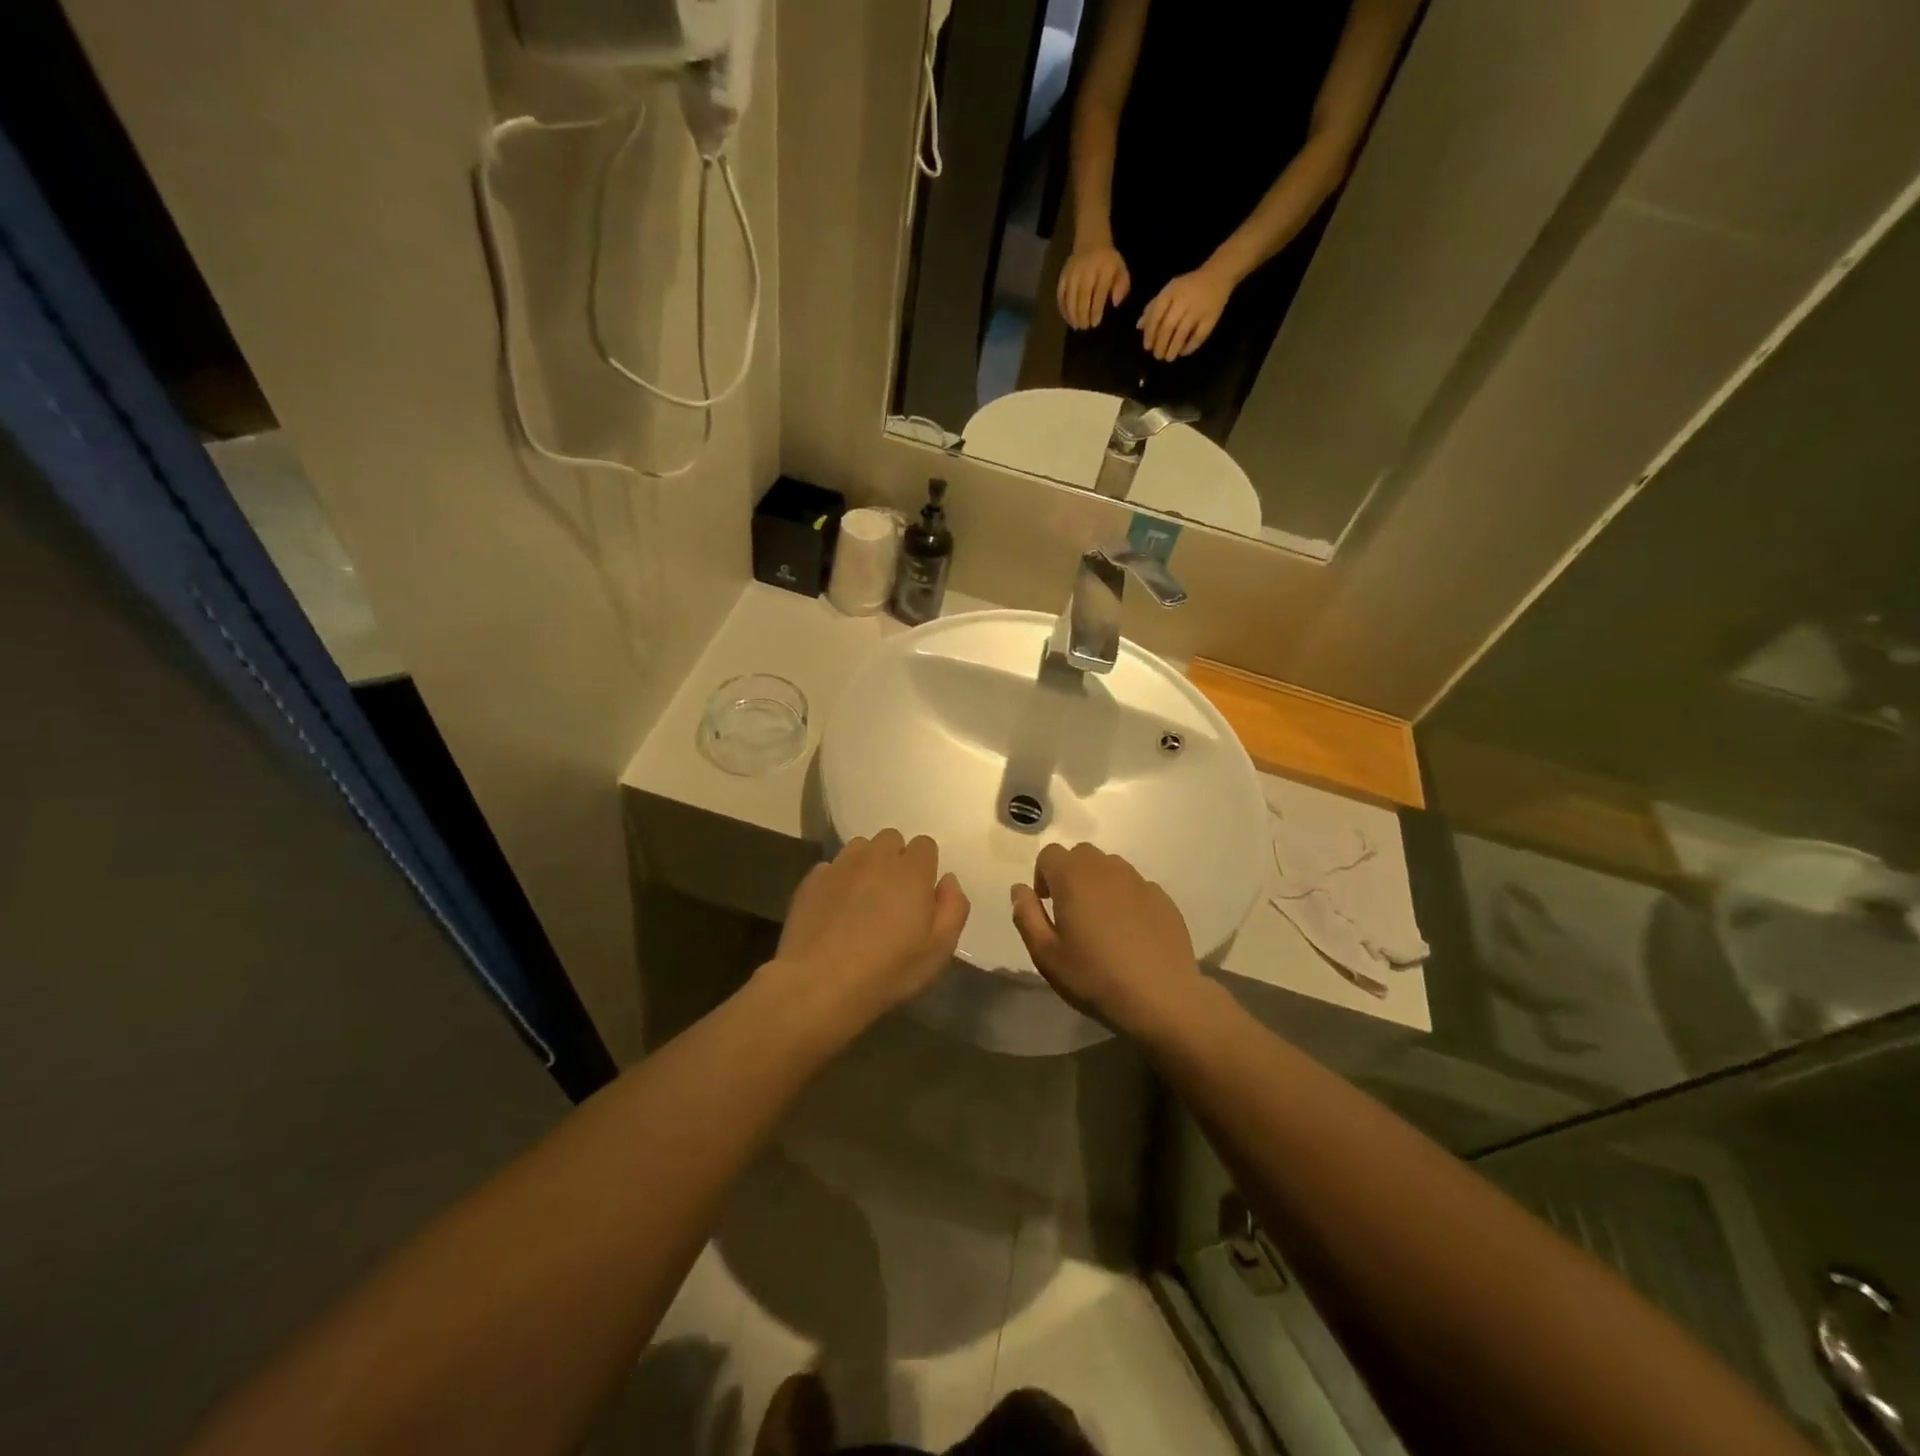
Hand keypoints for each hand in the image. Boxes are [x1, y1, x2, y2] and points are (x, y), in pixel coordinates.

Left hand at [770, 830, 969, 1033]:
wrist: (818, 984)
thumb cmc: (887, 970)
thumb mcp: (939, 950)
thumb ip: (953, 908)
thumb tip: (948, 880)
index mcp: (911, 871)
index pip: (925, 845)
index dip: (925, 866)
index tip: (920, 894)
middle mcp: (876, 857)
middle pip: (891, 839)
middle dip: (895, 859)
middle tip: (893, 895)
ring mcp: (840, 865)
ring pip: (859, 848)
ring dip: (866, 864)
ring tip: (863, 898)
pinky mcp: (811, 880)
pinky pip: (831, 867)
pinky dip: (838, 880)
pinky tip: (835, 910)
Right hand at [1010, 842, 1202, 1034]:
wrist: (1161, 998)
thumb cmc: (1094, 977)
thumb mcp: (1045, 954)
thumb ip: (1026, 915)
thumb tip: (1020, 889)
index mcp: (1073, 877)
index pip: (1049, 854)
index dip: (1042, 876)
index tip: (1047, 906)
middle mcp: (1106, 868)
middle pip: (1080, 855)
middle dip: (1069, 875)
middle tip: (1070, 912)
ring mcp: (1138, 881)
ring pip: (1110, 867)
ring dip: (1098, 884)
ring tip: (1100, 922)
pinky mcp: (1162, 898)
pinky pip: (1135, 887)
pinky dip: (1125, 899)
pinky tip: (1129, 933)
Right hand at [1056, 242, 1130, 329]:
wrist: (1091, 242)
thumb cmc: (1108, 262)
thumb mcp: (1121, 270)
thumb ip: (1122, 286)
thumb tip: (1115, 302)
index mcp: (1103, 268)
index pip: (1098, 293)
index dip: (1095, 310)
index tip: (1095, 323)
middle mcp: (1086, 270)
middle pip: (1082, 297)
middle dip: (1083, 314)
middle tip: (1084, 327)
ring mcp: (1072, 273)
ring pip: (1070, 297)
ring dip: (1072, 314)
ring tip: (1076, 326)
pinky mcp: (1063, 276)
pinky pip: (1061, 294)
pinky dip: (1063, 308)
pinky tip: (1068, 318)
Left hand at [1138, 266, 1233, 360]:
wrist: (1218, 275)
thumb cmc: (1188, 286)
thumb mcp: (1169, 291)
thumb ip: (1153, 307)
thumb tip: (1139, 326)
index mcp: (1171, 292)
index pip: (1156, 316)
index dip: (1150, 334)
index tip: (1147, 347)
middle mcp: (1183, 301)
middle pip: (1168, 327)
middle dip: (1160, 344)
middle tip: (1157, 355)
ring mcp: (1198, 310)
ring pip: (1182, 334)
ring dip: (1173, 349)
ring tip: (1168, 357)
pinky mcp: (1211, 318)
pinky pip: (1199, 336)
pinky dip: (1190, 347)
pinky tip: (1183, 352)